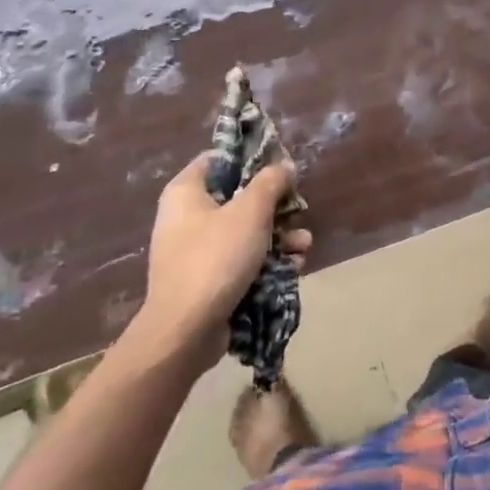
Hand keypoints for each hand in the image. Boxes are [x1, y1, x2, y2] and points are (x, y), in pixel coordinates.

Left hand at [128, 153, 309, 371]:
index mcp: (186, 191)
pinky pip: (241, 259)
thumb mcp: (250, 212)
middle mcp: (186, 216)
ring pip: (245, 230)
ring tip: (304, 244)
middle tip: (298, 210)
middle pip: (238, 196)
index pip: (220, 158)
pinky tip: (293, 265)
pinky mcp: (207, 279)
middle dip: (275, 205)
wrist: (185, 331)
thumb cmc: (215, 258)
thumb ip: (271, 182)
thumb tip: (284, 166)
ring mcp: (195, 250)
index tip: (282, 166)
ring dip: (278, 235)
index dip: (253, 158)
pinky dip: (266, 260)